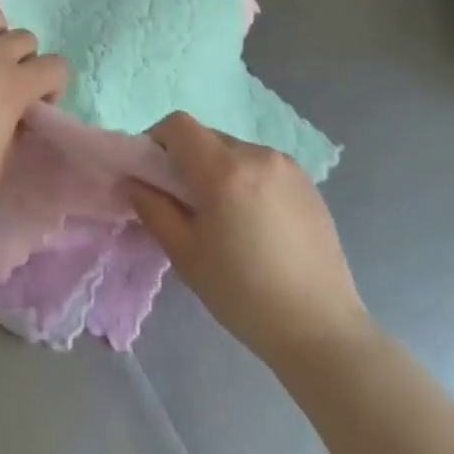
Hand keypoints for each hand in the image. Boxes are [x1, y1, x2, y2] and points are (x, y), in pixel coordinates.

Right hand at [128, 113, 371, 370]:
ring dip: (219, 171)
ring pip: (236, 152)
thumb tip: (132, 181)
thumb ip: (153, 209)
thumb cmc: (243, 295)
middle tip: (186, 204)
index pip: (179, 125)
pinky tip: (257, 225)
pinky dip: (248, 181)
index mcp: (224, 169)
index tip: (154, 173)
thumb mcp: (186, 255)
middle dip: (188, 160)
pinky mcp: (308, 182)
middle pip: (207, 137)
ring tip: (225, 218)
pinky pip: (263, 167)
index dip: (158, 139)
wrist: (321, 329)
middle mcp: (256, 154)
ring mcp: (287, 166)